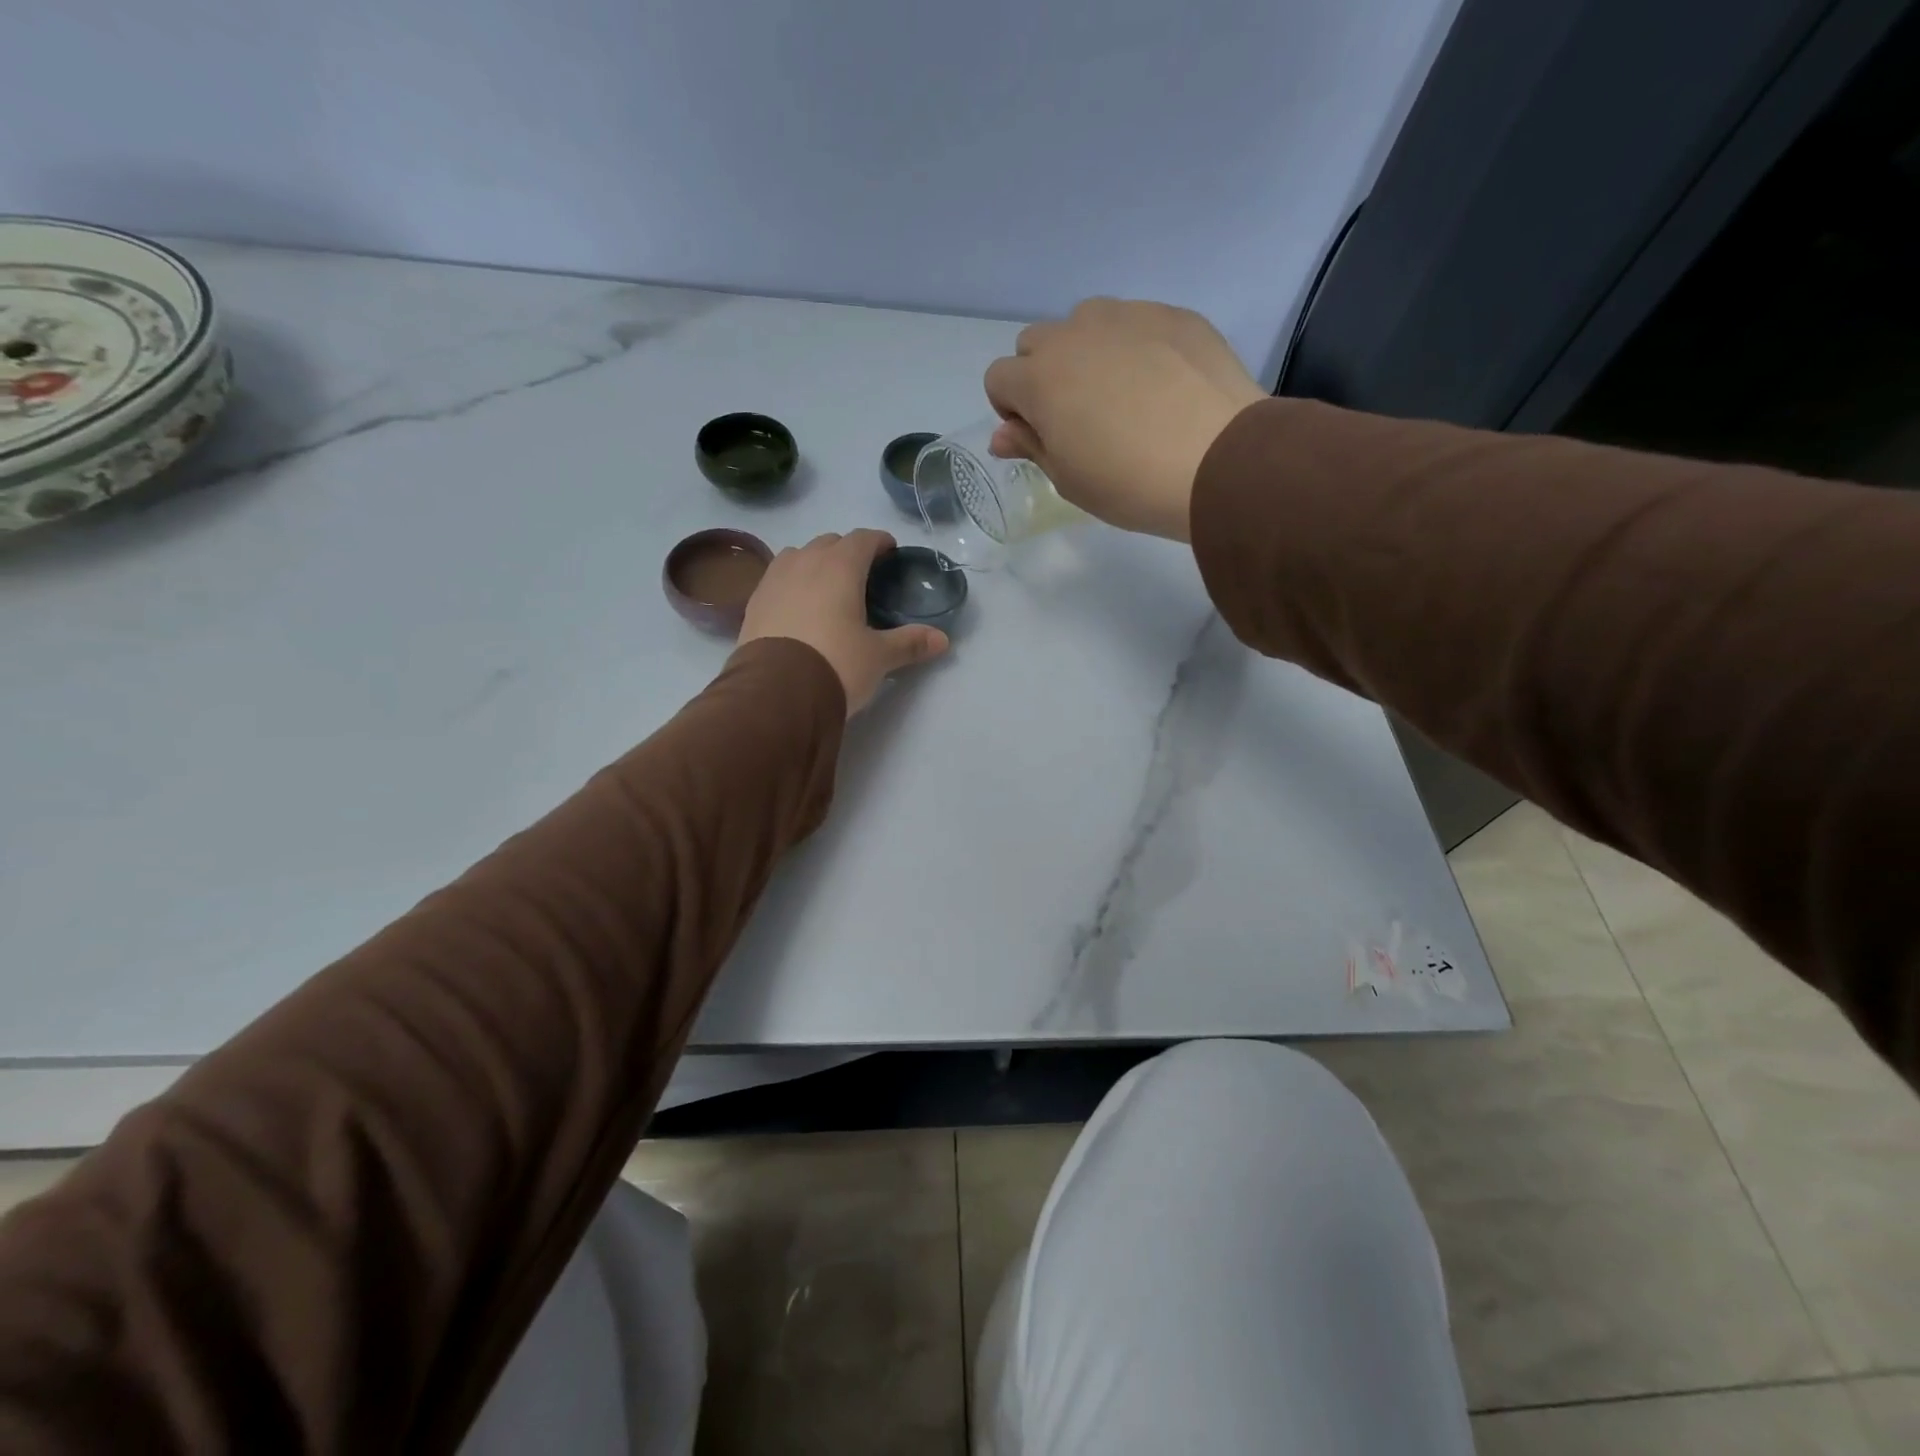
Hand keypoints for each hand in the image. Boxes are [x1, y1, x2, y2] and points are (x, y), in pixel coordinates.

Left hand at [739, 529, 948, 715]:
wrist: (775, 692)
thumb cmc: (836, 664)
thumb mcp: (878, 657)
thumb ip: (910, 643)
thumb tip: (943, 640)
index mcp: (840, 567)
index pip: (863, 538)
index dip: (879, 542)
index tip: (890, 552)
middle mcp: (805, 562)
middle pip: (829, 542)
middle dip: (847, 551)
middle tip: (862, 575)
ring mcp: (774, 580)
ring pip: (798, 555)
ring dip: (815, 562)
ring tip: (826, 586)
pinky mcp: (754, 602)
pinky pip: (777, 579)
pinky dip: (792, 582)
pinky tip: (797, 606)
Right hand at [983, 299, 1267, 541]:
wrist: (1217, 462)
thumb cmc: (1128, 483)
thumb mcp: (1068, 479)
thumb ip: (1030, 447)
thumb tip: (1002, 435)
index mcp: (1039, 379)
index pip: (998, 378)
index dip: (1011, 410)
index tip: (1039, 436)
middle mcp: (1075, 334)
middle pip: (1035, 342)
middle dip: (1042, 374)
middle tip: (1077, 416)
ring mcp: (1127, 316)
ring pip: (1085, 322)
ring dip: (1086, 352)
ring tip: (1120, 394)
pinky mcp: (1173, 314)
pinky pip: (1136, 322)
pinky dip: (1135, 346)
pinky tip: (1162, 385)